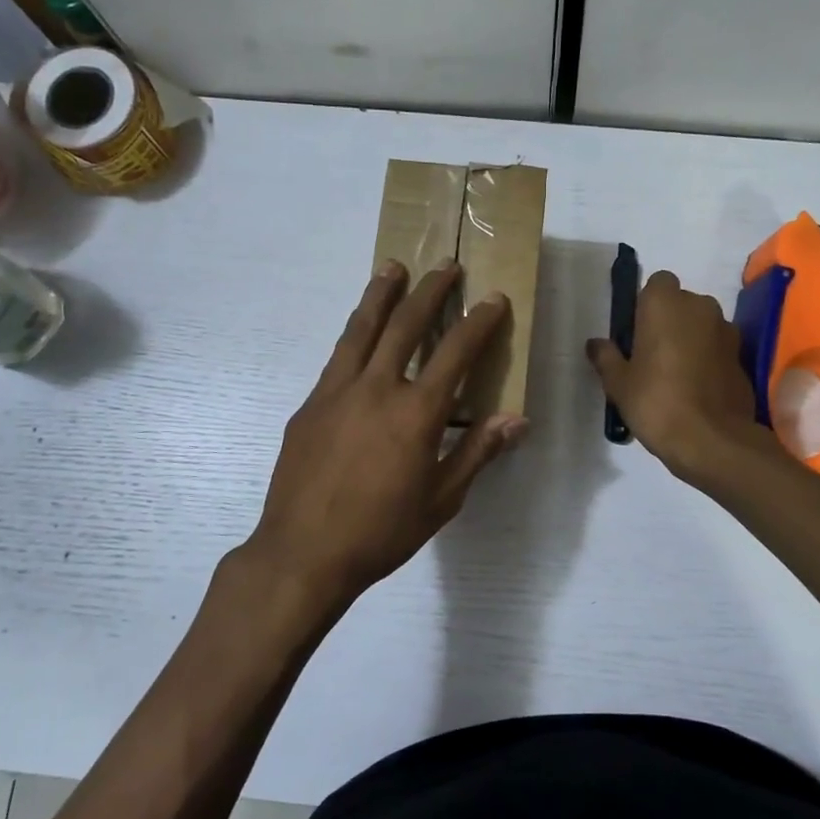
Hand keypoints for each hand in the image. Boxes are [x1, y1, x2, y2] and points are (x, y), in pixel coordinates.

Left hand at [240, 261, 527, 632]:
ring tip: (392, 267)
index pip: (456, 353)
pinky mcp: (310, 404)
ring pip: (361, 328)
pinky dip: (354, 333)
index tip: (493, 298)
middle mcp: (377, 388)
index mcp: (416, 413)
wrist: (303, 553)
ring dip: (381, 294)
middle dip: (430, 291)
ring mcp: (337, 392)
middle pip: (405, 325)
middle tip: (446, 265)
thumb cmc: (381, 532)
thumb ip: (477, 453)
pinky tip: (358, 331)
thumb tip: (516, 419)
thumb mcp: (441, 500)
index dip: (478, 322)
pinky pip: (337, 357)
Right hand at [586, 270, 764, 481]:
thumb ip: (606, 357)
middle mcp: (700, 306)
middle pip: (681, 303)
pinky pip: (718, 348)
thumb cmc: (656, 401)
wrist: (711, 439)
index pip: (657, 283)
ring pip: (702, 325)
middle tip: (650, 355)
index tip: (636, 332)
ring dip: (690, 339)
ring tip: (674, 375)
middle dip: (669, 321)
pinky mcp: (742, 357)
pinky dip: (708, 359)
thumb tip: (595, 343)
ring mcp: (727, 331)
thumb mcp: (618, 382)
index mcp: (665, 303)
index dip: (647, 304)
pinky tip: (695, 389)